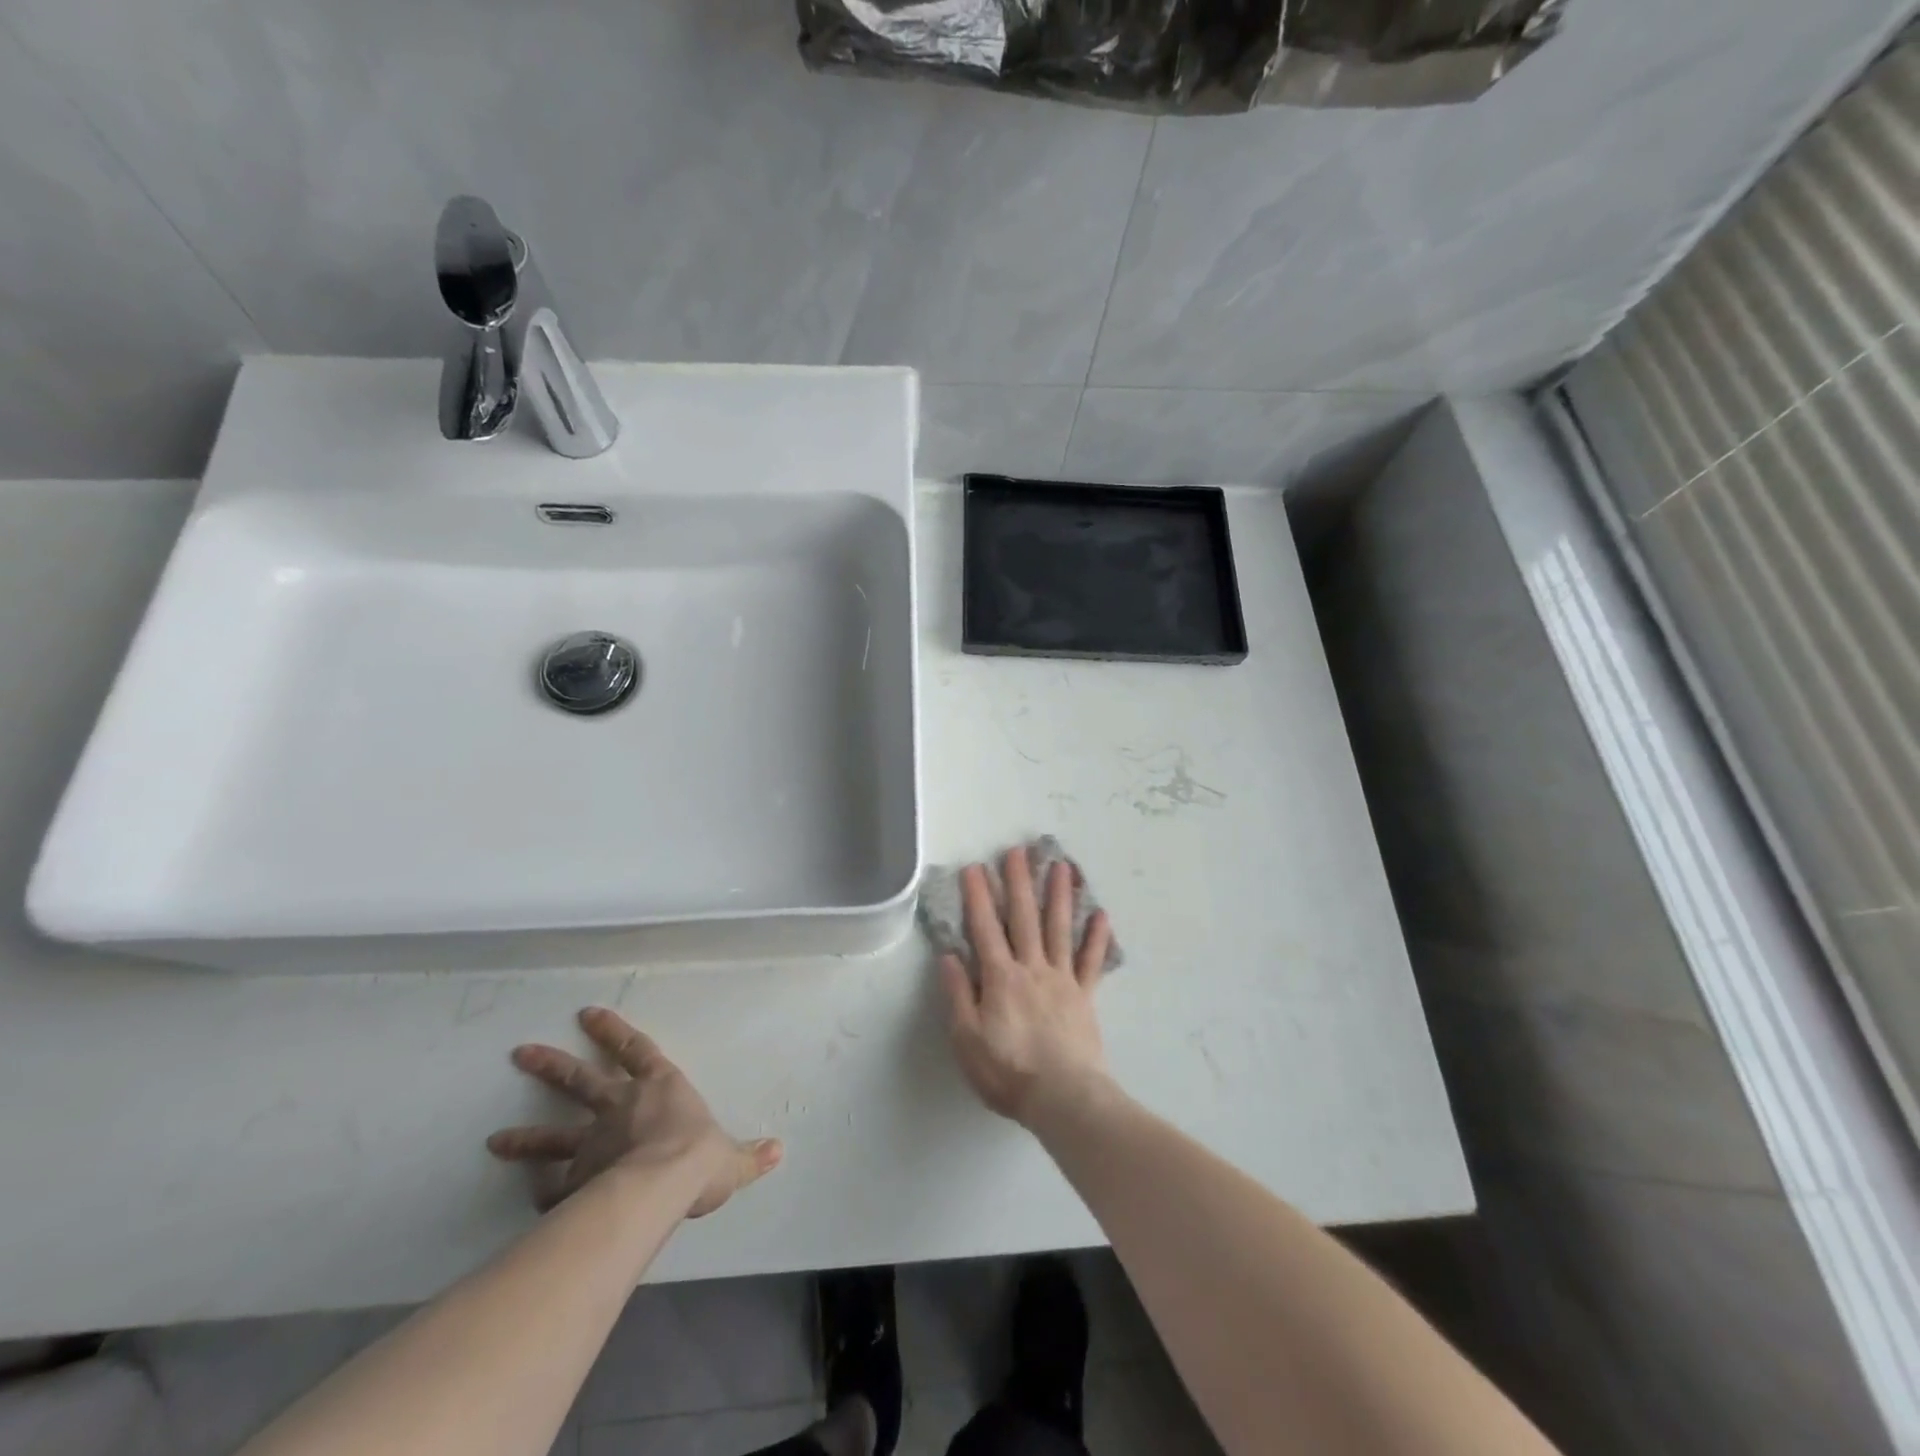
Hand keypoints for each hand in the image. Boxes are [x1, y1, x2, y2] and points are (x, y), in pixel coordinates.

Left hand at [488, 1007, 781, 1216]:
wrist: (661, 1187)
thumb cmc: (698, 1158)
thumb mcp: (731, 1158)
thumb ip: (750, 1156)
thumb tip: (779, 1151)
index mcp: (660, 1088)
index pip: (635, 1049)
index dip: (611, 1030)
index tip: (586, 1013)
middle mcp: (621, 1107)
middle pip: (581, 1080)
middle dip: (551, 1065)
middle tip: (520, 1052)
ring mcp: (593, 1143)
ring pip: (554, 1136)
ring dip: (525, 1136)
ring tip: (495, 1140)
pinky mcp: (576, 1181)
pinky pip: (554, 1188)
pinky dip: (541, 1192)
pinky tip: (528, 1199)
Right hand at [940, 845, 1113, 1125]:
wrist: (1063, 1098)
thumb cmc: (1008, 1072)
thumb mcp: (967, 1040)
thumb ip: (957, 996)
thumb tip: (949, 956)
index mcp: (1000, 978)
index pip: (985, 928)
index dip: (978, 896)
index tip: (974, 867)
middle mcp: (1032, 968)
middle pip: (1025, 918)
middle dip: (1019, 882)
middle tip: (1019, 850)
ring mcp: (1062, 979)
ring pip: (1060, 929)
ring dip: (1059, 896)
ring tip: (1061, 866)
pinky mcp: (1085, 995)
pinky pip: (1091, 961)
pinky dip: (1097, 937)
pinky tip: (1101, 914)